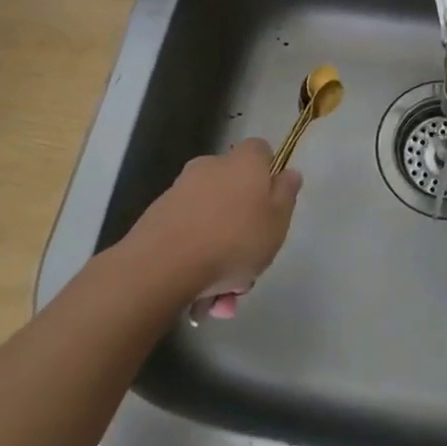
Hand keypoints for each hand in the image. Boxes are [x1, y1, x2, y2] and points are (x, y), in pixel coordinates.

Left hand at [128, 139, 301, 318]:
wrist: (162, 265)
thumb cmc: (233, 241)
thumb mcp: (277, 222)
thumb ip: (286, 194)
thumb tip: (288, 173)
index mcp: (243, 163)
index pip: (260, 151)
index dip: (268, 173)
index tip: (271, 204)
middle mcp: (210, 166)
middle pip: (234, 188)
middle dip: (242, 224)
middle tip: (248, 264)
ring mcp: (180, 189)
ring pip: (211, 218)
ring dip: (219, 250)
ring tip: (221, 295)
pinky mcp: (158, 214)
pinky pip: (187, 233)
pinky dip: (195, 256)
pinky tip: (197, 292)